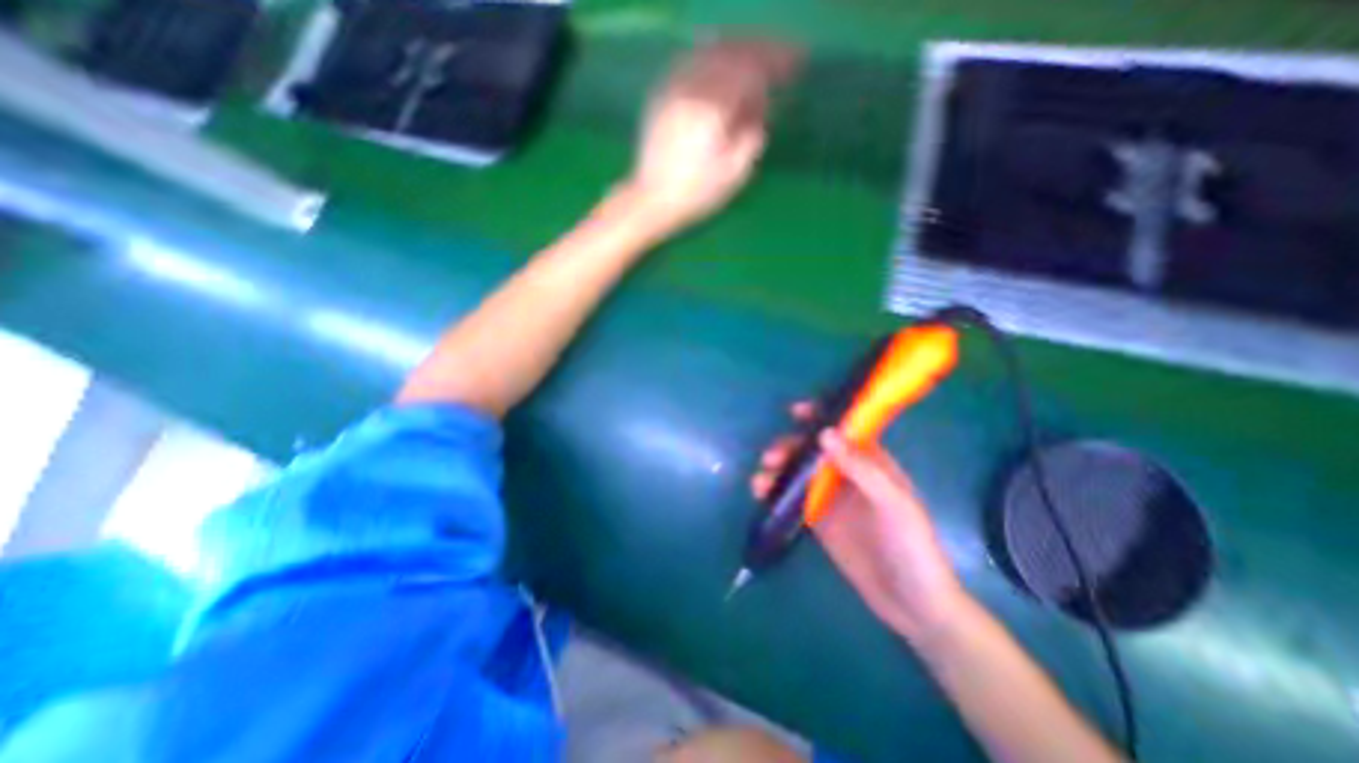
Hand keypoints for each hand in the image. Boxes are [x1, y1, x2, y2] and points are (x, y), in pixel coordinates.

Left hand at [623, 40, 797, 230]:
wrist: (652, 200)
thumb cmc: (696, 195)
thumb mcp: (733, 176)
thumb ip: (752, 138)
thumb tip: (760, 113)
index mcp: (714, 111)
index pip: (752, 71)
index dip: (777, 63)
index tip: (795, 64)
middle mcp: (693, 90)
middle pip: (733, 52)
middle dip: (760, 51)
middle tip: (778, 58)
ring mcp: (674, 88)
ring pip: (710, 51)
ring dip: (737, 49)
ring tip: (753, 60)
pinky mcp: (661, 95)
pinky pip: (689, 60)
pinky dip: (710, 55)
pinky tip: (719, 64)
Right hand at [754, 404, 965, 642]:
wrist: (912, 605)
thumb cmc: (912, 547)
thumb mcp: (893, 504)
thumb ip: (861, 468)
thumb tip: (825, 433)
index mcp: (871, 463)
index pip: (843, 430)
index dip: (820, 416)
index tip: (795, 411)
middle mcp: (847, 474)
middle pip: (812, 449)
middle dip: (790, 447)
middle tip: (772, 457)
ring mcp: (830, 497)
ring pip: (798, 471)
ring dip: (777, 468)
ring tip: (761, 481)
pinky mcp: (817, 519)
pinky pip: (792, 497)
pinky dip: (774, 491)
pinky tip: (760, 493)